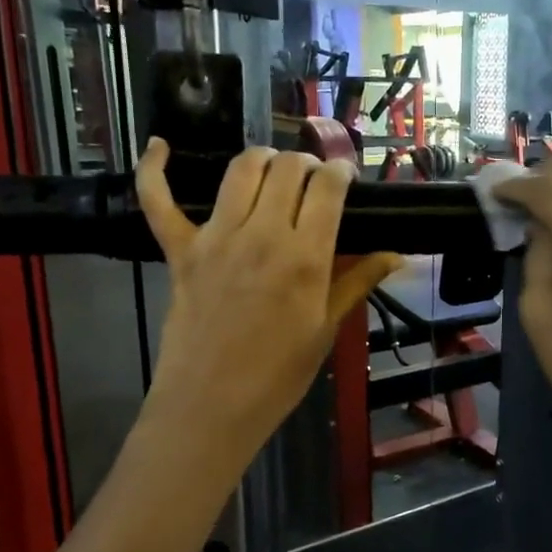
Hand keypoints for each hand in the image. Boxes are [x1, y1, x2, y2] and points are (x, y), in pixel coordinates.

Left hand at [136, 139, 401, 461]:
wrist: (212, 406)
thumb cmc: (279, 375)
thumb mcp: (327, 328)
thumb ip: (358, 281)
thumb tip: (397, 255)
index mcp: (305, 257)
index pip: (327, 187)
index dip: (341, 172)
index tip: (345, 178)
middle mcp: (261, 234)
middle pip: (288, 169)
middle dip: (308, 164)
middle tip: (314, 183)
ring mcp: (215, 238)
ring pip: (241, 170)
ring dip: (263, 159)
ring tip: (274, 172)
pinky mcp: (179, 250)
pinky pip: (158, 200)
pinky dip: (153, 169)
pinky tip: (159, 145)